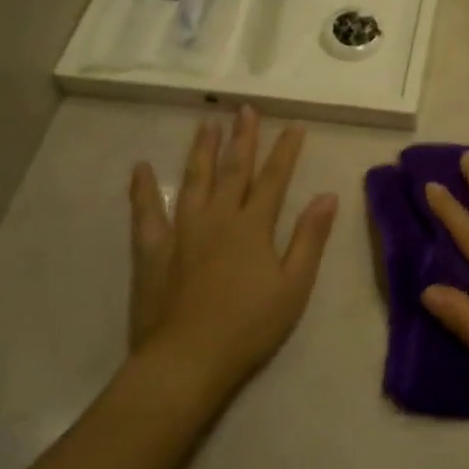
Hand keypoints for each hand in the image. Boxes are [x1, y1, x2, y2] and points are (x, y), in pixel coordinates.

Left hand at [127, 107, 337, 400]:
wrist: (188, 360)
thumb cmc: (249, 326)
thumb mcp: (294, 286)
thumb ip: (310, 238)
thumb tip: (327, 196)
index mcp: (253, 227)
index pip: (274, 179)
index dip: (285, 151)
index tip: (294, 125)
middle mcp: (217, 218)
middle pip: (233, 170)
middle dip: (242, 138)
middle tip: (245, 109)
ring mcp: (181, 231)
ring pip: (193, 180)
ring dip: (201, 150)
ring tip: (206, 123)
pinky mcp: (152, 251)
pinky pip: (146, 213)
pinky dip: (142, 189)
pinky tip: (141, 167)